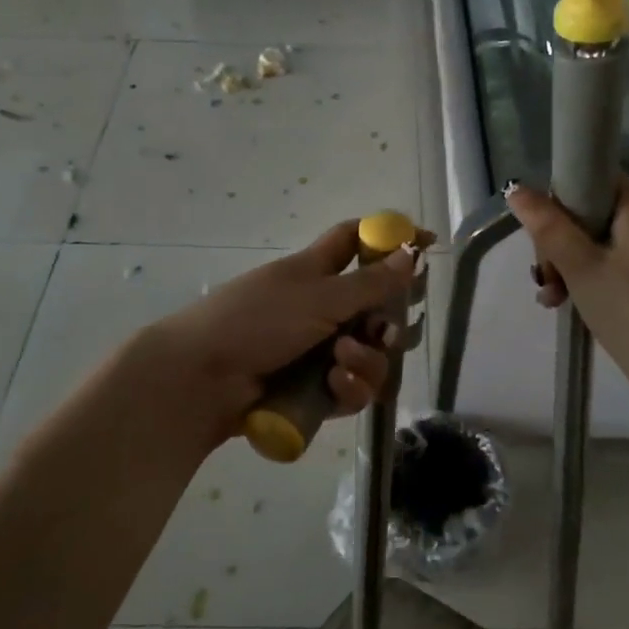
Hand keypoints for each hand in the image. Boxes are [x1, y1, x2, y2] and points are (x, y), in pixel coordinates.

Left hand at [132, 220, 426, 449]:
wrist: (204, 378)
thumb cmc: (257, 320)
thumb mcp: (318, 295)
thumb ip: (370, 281)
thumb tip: (411, 252)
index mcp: (316, 271)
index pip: (358, 242)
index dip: (390, 238)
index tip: (425, 244)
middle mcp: (322, 308)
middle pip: (376, 309)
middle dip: (388, 323)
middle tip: (384, 331)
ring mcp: (318, 351)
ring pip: (370, 355)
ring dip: (366, 360)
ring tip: (341, 361)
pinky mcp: (315, 390)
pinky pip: (352, 388)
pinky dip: (350, 388)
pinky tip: (335, 385)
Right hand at [506, 178, 628, 410]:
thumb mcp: (580, 265)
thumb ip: (547, 226)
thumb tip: (516, 188)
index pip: (592, 176)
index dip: (561, 196)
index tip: (542, 230)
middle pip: (585, 212)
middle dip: (555, 241)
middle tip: (546, 274)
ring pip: (587, 243)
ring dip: (561, 265)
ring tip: (551, 297)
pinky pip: (599, 265)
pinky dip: (578, 280)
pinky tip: (560, 303)